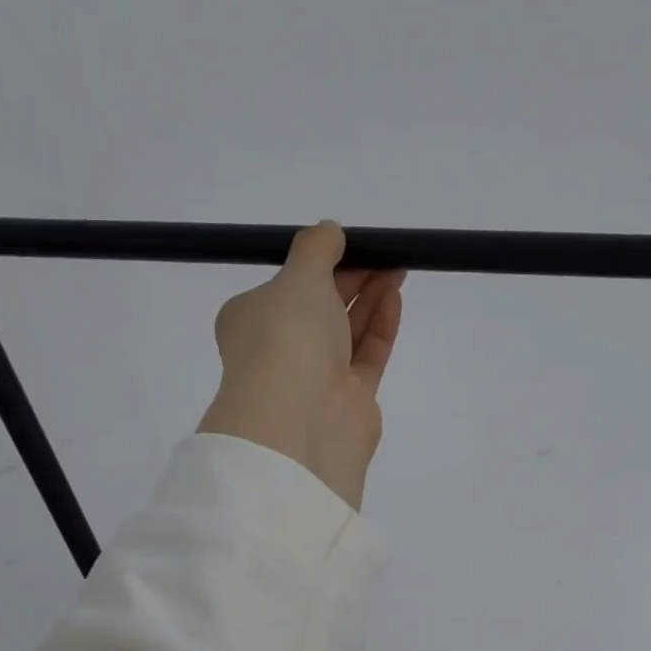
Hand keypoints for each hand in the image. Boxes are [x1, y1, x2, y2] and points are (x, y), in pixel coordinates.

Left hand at [198, 221, 404, 509]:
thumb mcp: (298, 276)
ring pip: (347, 331)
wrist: (302, 419)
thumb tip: (330, 231)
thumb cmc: (287, 337)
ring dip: (370, 298)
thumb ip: (316, 249)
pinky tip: (394, 298)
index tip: (350, 243)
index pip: (286, 287)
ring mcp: (317, 377)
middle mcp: (282, 349)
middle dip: (352, 277)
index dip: (319, 263)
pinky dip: (380, 327)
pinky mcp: (350, 399)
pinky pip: (367, 355)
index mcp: (252, 320)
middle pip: (321, 307)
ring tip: (397, 267)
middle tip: (383, 253)